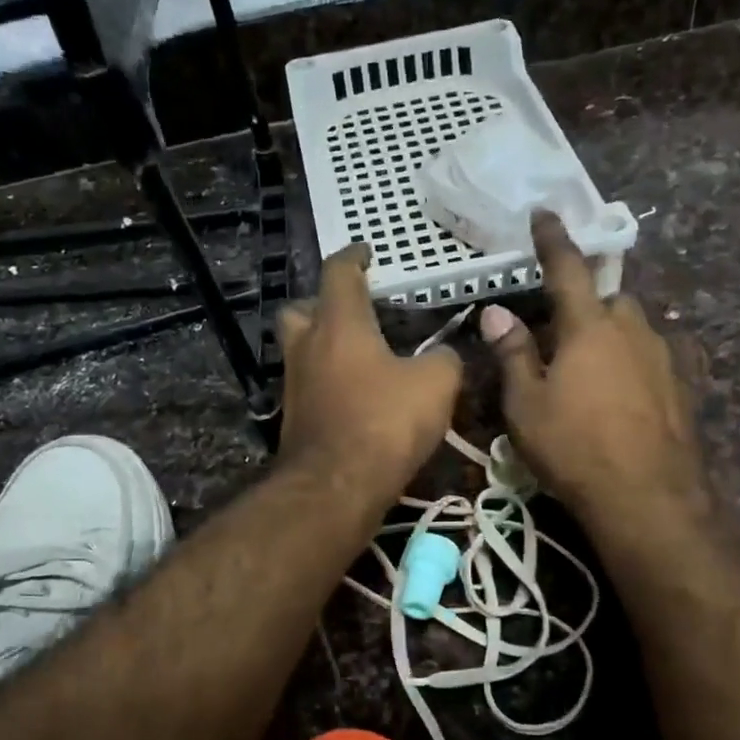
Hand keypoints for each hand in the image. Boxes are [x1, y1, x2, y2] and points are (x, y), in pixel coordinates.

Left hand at [276, 244, 461, 501]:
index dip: (354, 257)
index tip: (366, 252)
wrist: (336, 487)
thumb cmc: (385, 422)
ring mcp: (294, 385)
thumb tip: (445, 355)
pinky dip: (328, 383)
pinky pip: (309, 387)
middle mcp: (307, 347)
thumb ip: (444, 359)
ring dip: (323, 347)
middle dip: (321, 305)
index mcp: (339, 324)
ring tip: (360, 358)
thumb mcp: (435, 384)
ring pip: (300, 351)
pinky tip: (355, 397)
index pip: (339, 272)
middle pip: (299, 310)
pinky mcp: (293, 420)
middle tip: (351, 313)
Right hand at [483, 215, 711, 531]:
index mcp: (589, 327)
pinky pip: (654, 357)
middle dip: (586, 305)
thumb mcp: (527, 405)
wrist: (648, 497)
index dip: (553, 240)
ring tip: (590, 369)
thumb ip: (513, 354)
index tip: (545, 213)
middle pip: (608, 299)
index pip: (568, 269)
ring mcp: (664, 357)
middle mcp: (632, 330)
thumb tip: (495, 312)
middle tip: (561, 334)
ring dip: (611, 335)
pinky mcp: (684, 386)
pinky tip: (624, 391)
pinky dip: (634, 362)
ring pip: (634, 328)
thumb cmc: (574, 448)